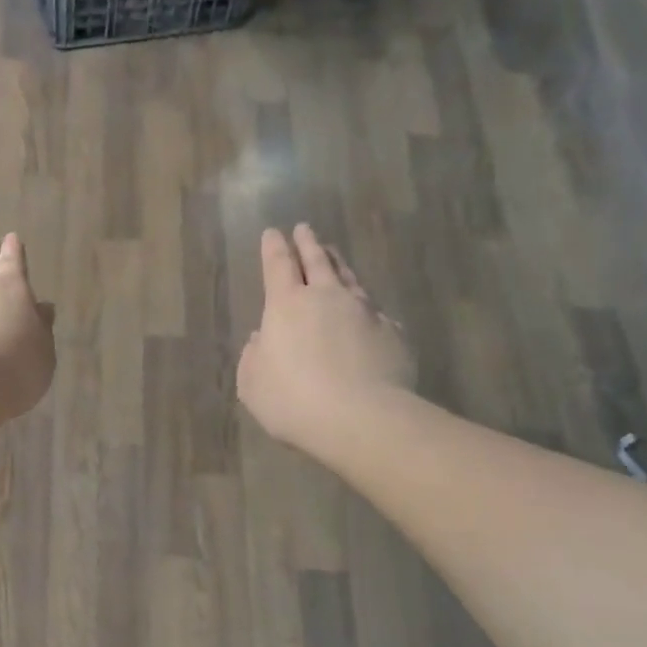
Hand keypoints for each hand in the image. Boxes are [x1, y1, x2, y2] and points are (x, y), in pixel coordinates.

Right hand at [237, 225, 413, 456]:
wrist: (362, 418)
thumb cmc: (292, 401)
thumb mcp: (253, 385)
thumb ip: (254, 358)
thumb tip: (263, 339)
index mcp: (286, 305)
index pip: (277, 265)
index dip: (273, 248)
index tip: (272, 232)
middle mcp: (327, 298)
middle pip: (317, 261)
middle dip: (308, 243)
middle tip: (304, 228)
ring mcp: (365, 312)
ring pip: (350, 278)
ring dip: (339, 264)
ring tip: (334, 254)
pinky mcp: (393, 333)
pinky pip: (375, 311)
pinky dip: (365, 305)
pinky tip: (367, 310)